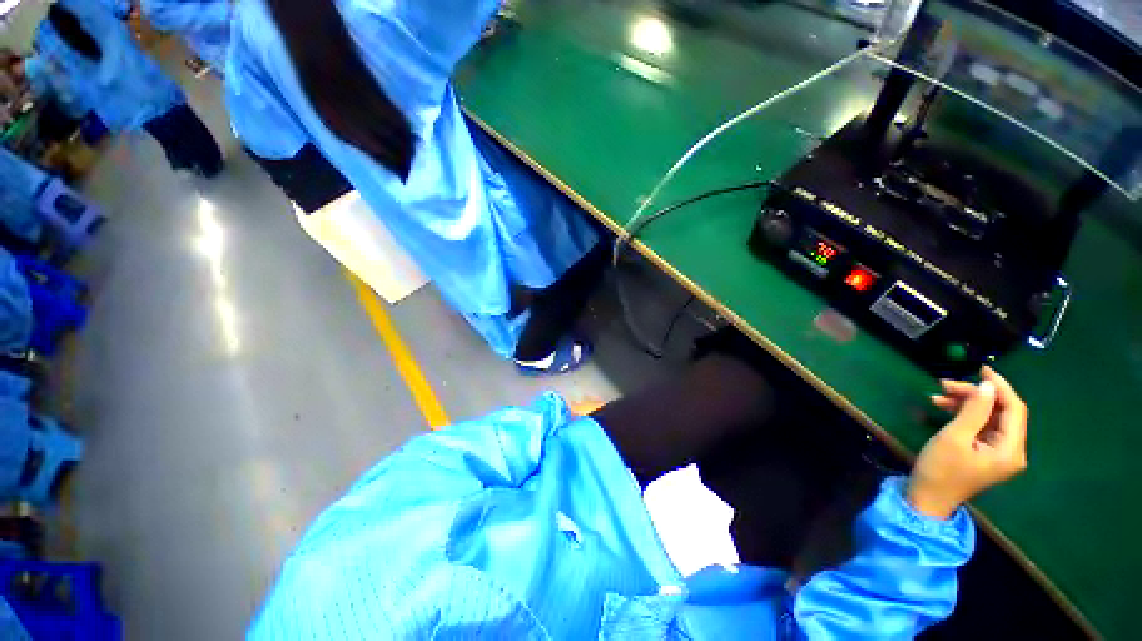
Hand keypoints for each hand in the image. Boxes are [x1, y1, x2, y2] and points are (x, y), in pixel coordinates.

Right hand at [906, 366, 1027, 518]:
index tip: (980, 368)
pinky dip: (964, 414)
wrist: (928, 498)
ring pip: (989, 417)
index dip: (1000, 387)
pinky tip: (943, 407)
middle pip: (1001, 412)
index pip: (1014, 409)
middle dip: (976, 394)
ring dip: (966, 403)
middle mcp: (1012, 450)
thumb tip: (987, 385)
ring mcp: (999, 452)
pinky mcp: (985, 453)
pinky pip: (980, 426)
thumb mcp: (954, 437)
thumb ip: (973, 411)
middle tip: (945, 384)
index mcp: (1011, 449)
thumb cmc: (940, 469)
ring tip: (938, 393)